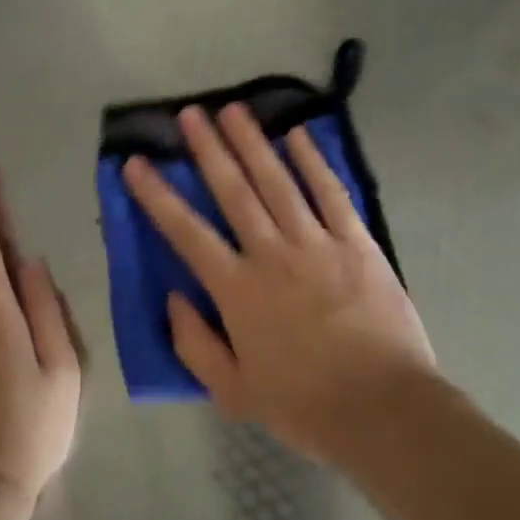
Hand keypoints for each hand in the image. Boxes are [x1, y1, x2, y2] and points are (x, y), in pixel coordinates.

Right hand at [121, 104, 436, 462]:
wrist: (383, 409)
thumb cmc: (304, 405)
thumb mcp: (233, 392)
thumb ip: (195, 344)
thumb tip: (173, 298)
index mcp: (237, 290)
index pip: (186, 232)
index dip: (157, 195)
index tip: (136, 163)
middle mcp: (271, 253)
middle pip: (233, 191)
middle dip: (208, 149)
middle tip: (191, 114)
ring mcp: (316, 242)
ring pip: (277, 181)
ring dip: (253, 143)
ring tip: (233, 110)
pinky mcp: (356, 242)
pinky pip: (330, 192)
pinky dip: (313, 161)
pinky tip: (298, 135)